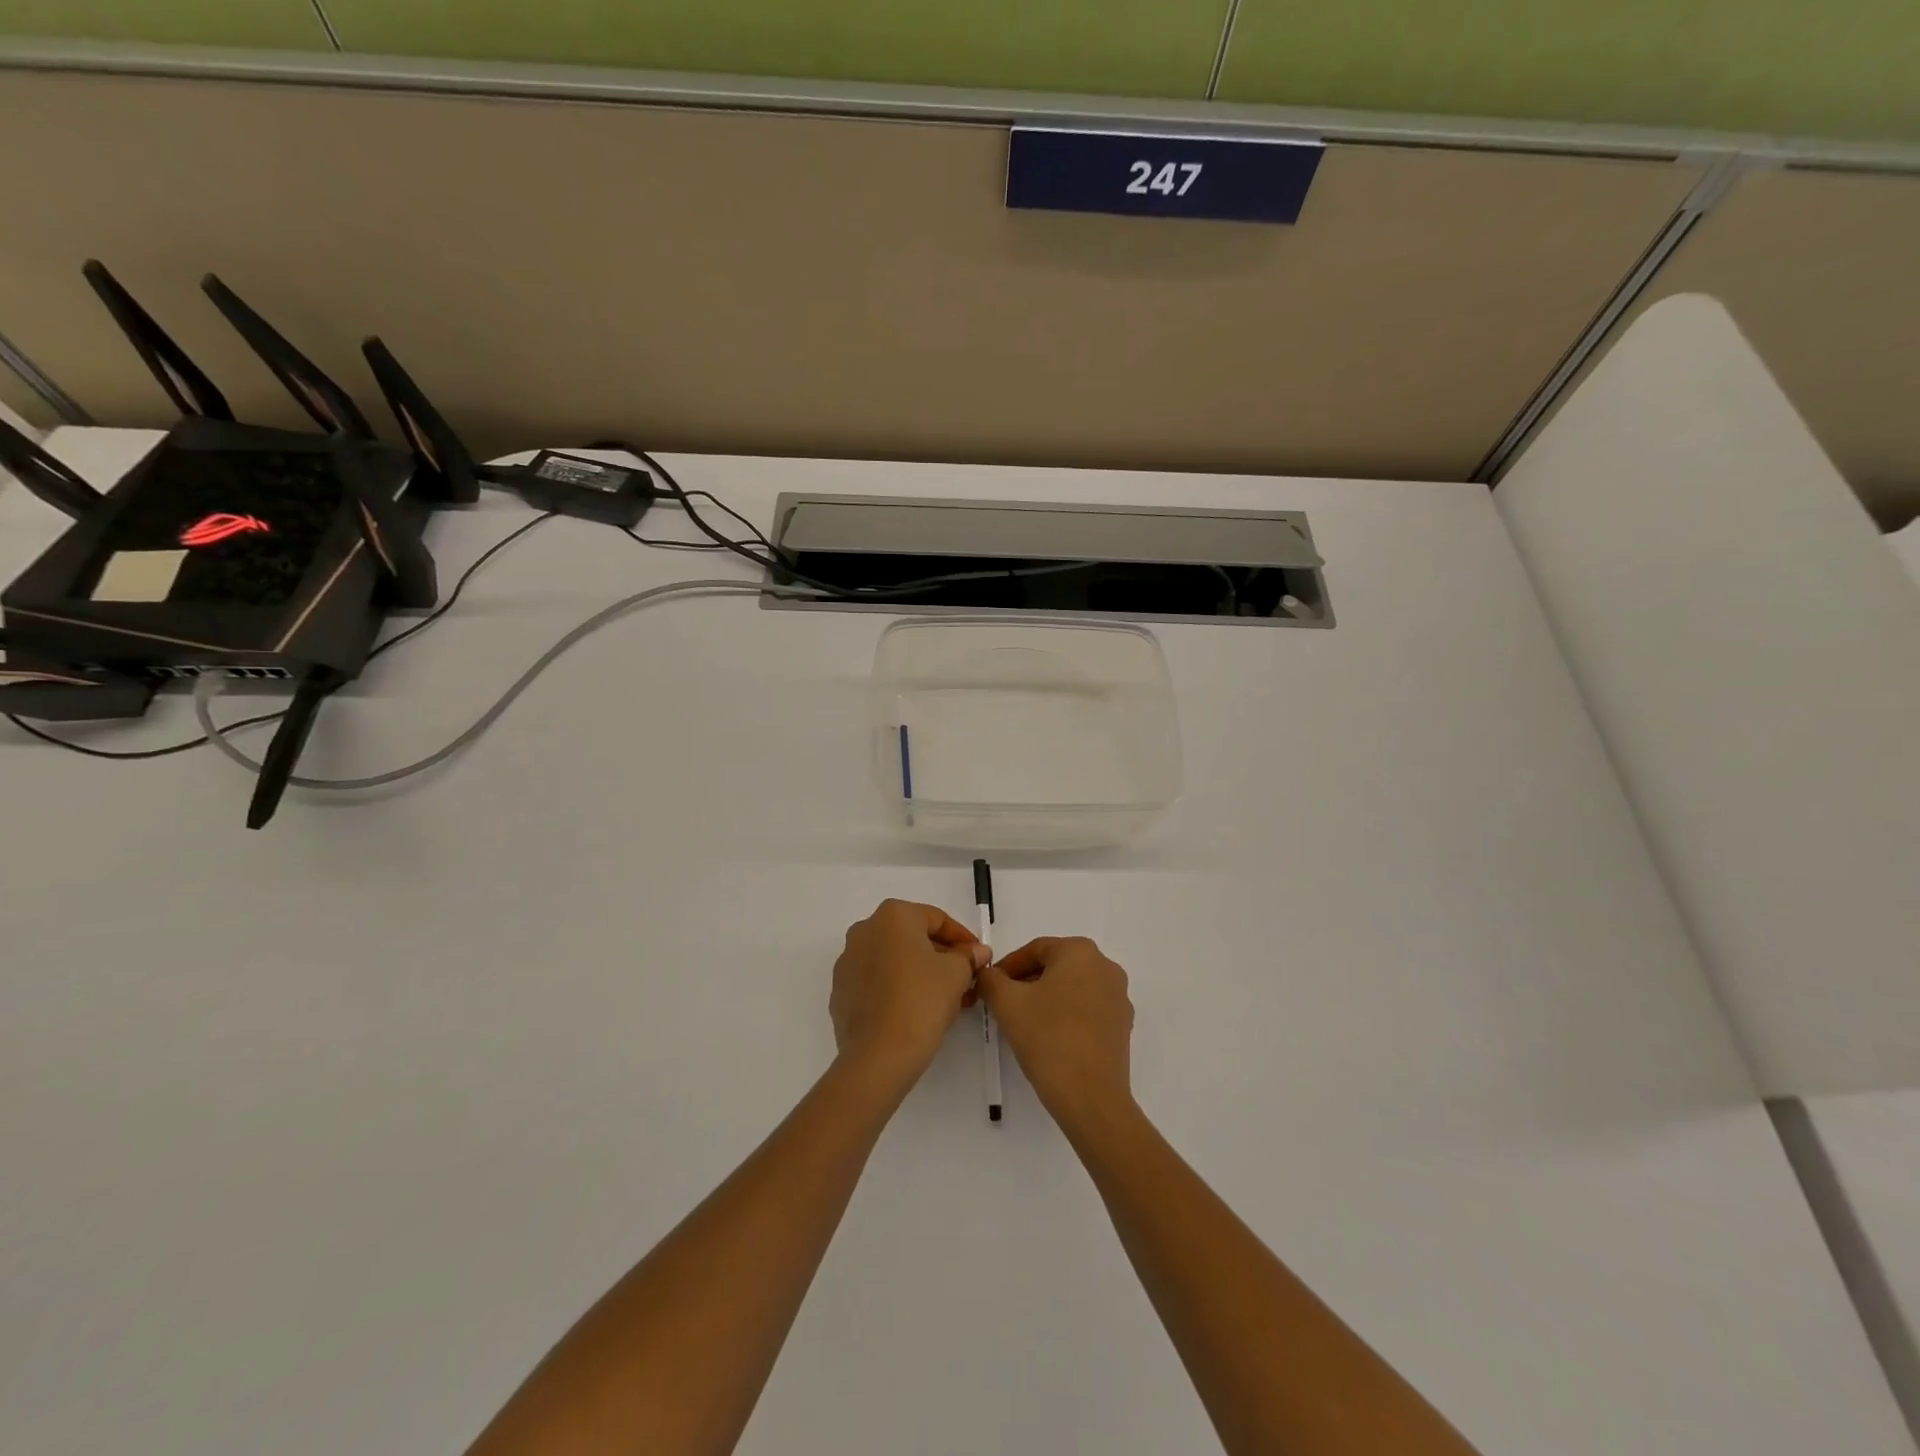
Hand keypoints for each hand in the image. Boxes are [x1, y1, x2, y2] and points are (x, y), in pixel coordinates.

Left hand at [831, 900, 985, 1093]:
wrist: (878, 1056)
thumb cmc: (921, 1000)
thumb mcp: (956, 973)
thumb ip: (968, 956)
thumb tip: (976, 952)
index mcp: (892, 916)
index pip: (937, 919)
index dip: (963, 938)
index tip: (979, 958)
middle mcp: (864, 930)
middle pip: (912, 937)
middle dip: (941, 956)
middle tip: (965, 979)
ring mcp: (847, 962)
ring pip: (893, 960)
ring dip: (920, 973)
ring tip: (945, 998)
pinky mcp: (841, 992)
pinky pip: (877, 982)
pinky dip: (897, 988)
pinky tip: (916, 1010)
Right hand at [977, 937, 1135, 1136]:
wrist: (1091, 1097)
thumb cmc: (1047, 1038)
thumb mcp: (1007, 1003)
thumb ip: (991, 980)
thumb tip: (987, 975)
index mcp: (1080, 951)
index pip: (1035, 950)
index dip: (1007, 966)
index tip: (990, 985)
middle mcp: (1105, 967)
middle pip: (1055, 966)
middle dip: (1027, 982)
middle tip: (1003, 1003)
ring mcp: (1118, 997)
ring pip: (1072, 988)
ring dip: (1046, 998)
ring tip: (1023, 1022)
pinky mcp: (1122, 1025)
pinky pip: (1088, 1010)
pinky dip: (1066, 1015)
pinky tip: (1048, 1037)